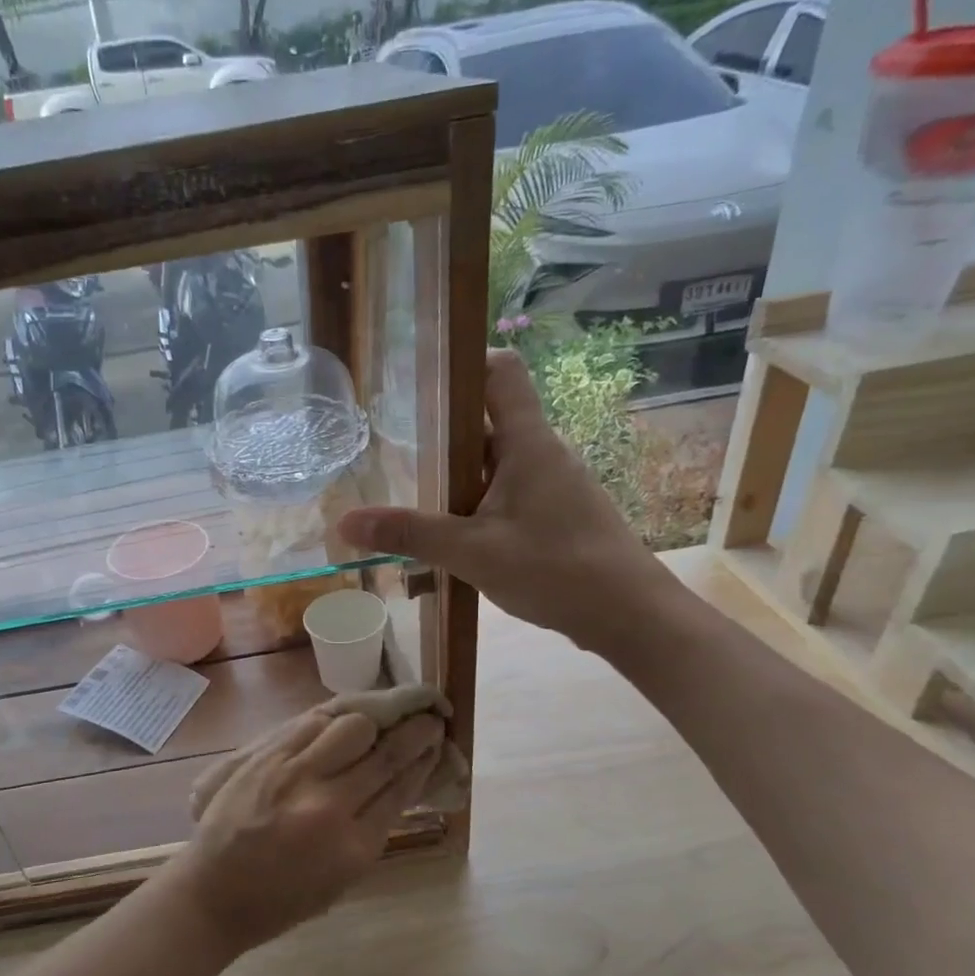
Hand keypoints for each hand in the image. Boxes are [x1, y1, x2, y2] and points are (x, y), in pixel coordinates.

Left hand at [161, 704, 443, 954]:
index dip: (425, 760)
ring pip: (352, 726)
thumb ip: (373, 828)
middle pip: (386, 753)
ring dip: (375, 720)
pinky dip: (335, 718)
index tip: (438, 744)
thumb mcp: (343, 877)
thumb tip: (400, 781)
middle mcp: (329, 805)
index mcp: (354, 847)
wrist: (214, 893)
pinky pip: (312, 722)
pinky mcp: (267, 756)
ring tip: (382, 720)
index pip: (402, 787)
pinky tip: (344, 719)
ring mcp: (295, 775)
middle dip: (415, 732)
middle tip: (428, 719)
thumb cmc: (283, 899)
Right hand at [337, 348, 679, 656]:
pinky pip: (506, 489)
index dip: (463, 360)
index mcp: (527, 442)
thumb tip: (345, 521)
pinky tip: (450, 530)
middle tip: (392, 439)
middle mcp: (541, 452)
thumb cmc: (556, 570)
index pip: (500, 371)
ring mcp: (552, 483)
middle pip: (488, 417)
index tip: (420, 374)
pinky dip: (475, 498)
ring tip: (410, 487)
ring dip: (456, 470)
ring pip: (495, 459)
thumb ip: (409, 533)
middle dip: (441, 426)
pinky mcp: (555, 512)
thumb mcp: (473, 552)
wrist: (629, 615)